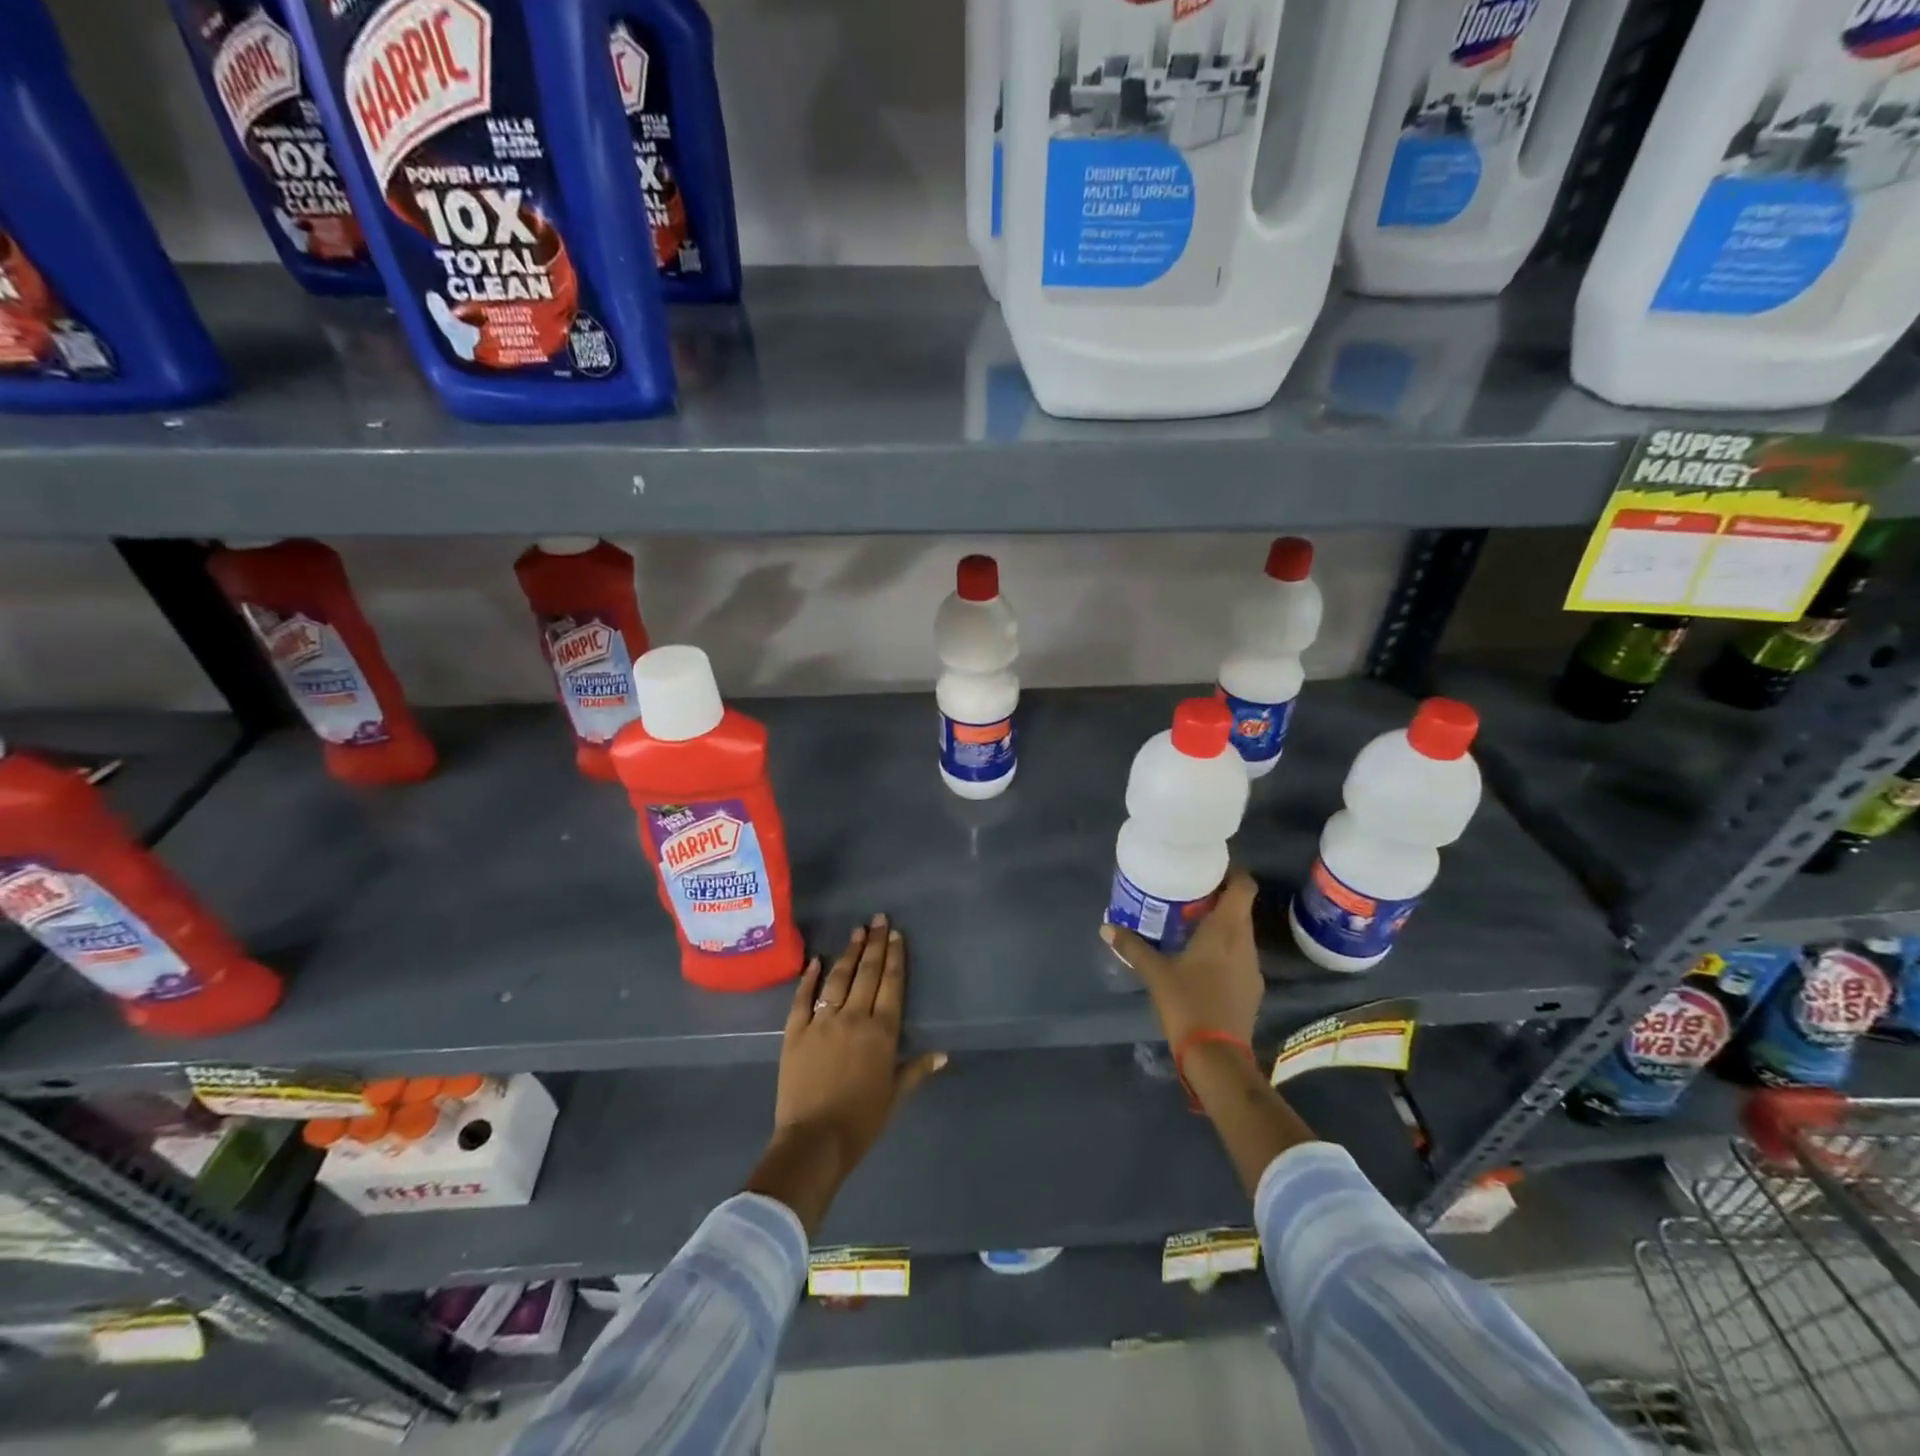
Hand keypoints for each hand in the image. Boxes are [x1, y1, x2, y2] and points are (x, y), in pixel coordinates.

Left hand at [745, 914, 945, 1233]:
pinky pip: (803, 998)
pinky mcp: (795, 1031)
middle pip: (867, 973)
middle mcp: (853, 1017)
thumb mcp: (895, 1096)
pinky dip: (809, 977)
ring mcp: (822, 1021)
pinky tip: (816, 960)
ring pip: (838, 978)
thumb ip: (916, 1070)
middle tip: (879, 919)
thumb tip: (943, 1054)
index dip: (895, 957)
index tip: (896, 934)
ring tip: (857, 931)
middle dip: (875, 944)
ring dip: (849, 953)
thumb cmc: (861, 1121)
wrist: (814, 1140)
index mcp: (882, 1032)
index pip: (892, 985)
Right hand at [1101, 869, 1262, 1049]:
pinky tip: (1201, 961)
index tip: (1209, 868)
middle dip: (1218, 898)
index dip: (1232, 872)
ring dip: (1220, 925)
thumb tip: (1106, 927)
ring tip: (1190, 925)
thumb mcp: (1155, 973)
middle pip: (1240, 908)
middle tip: (1188, 894)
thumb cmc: (1188, 1004)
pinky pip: (1239, 956)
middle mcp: (1245, 943)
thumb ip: (1132, 947)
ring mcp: (1252, 968)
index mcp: (1226, 930)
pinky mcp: (1252, 989)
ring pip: (1240, 933)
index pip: (1244, 886)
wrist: (1218, 1058)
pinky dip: (1223, 949)